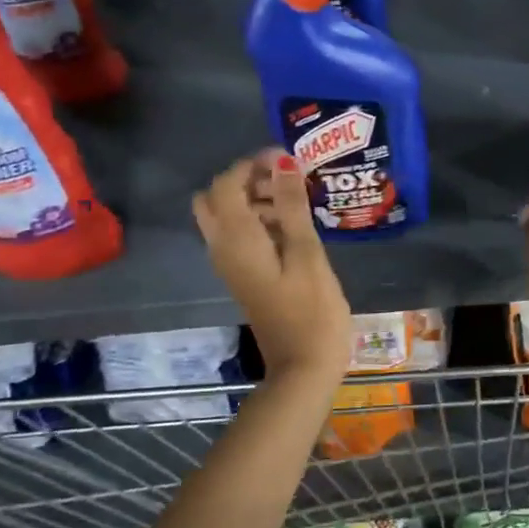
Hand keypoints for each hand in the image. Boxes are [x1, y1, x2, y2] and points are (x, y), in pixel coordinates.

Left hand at [193, 151, 350, 382]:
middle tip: (285, 181)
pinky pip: (238, 236)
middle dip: (246, 180)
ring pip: (226, 217)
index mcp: (236, 239)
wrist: (303, 368)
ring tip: (297, 202)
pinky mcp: (244, 277)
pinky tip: (292, 228)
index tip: (289, 159)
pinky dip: (257, 221)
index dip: (253, 163)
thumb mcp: (307, 254)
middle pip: (216, 198)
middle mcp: (223, 248)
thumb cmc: (312, 311)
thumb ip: (292, 206)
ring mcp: (231, 265)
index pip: (226, 183)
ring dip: (253, 200)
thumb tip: (282, 163)